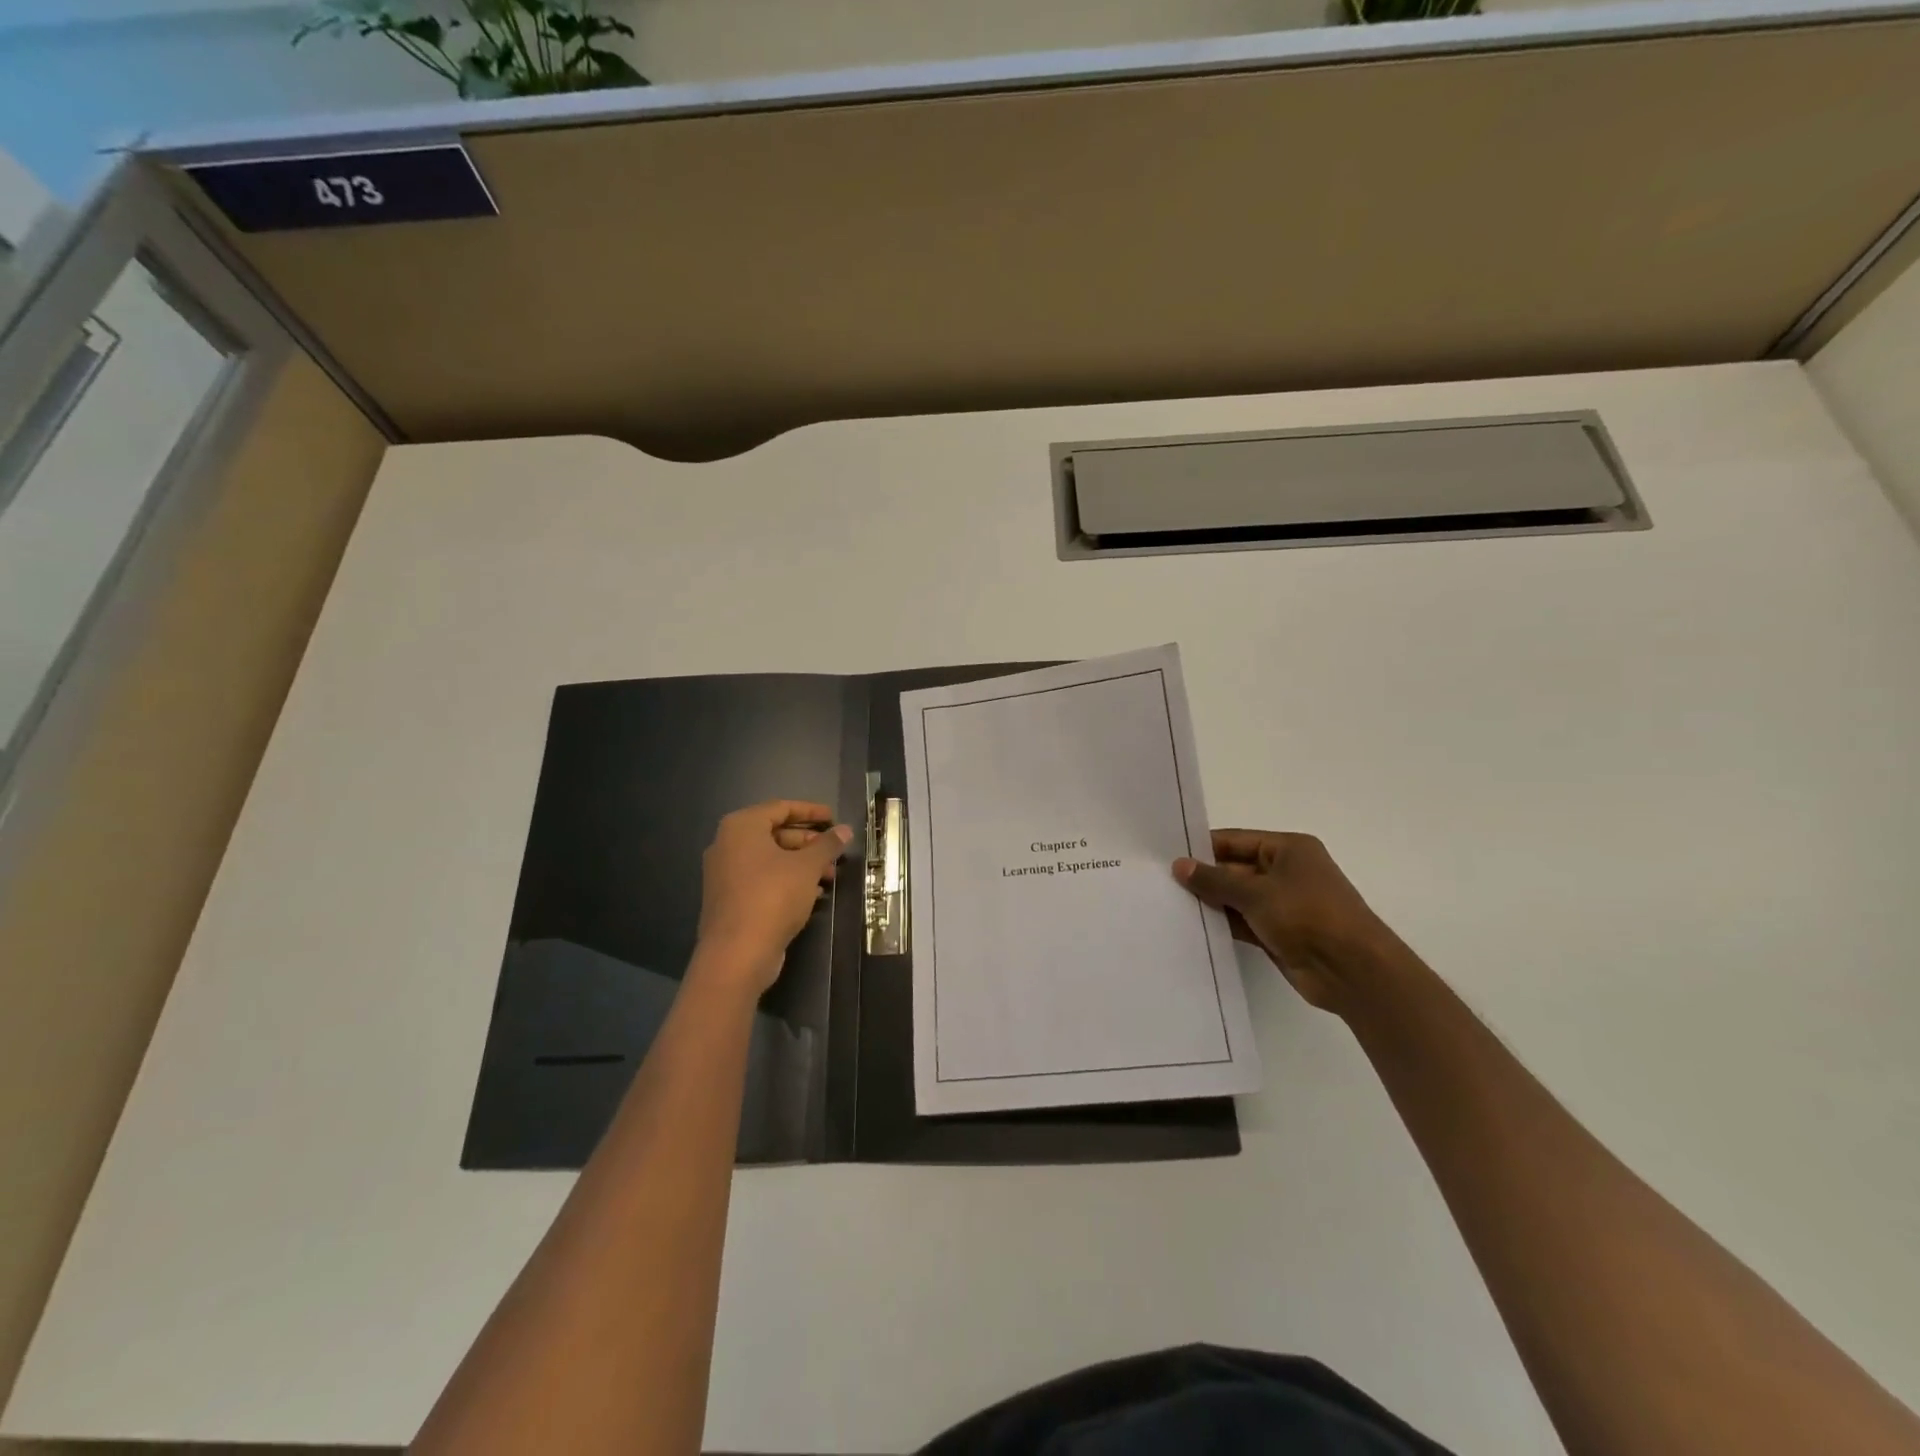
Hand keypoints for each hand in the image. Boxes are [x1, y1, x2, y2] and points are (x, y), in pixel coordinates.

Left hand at [695, 800, 852, 993]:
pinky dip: (786, 880)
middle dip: (808, 842)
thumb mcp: (807, 867)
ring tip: (830, 876)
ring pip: (770, 859)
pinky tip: (812, 893)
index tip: (834, 818)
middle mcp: (727, 845)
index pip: (781, 808)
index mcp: (741, 827)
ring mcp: (725, 873)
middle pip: (775, 833)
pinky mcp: (729, 899)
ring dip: (801, 864)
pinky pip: (762, 879)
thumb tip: (845, 829)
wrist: (737, 954)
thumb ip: (827, 844)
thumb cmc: (773, 897)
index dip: (811, 811)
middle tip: (834, 851)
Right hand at [1173, 830, 1398, 1014]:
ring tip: (1168, 903)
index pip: (1236, 841)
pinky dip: (1223, 924)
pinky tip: (1193, 927)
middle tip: (1161, 882)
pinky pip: (1244, 922)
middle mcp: (1287, 872)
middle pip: (1235, 869)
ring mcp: (1284, 904)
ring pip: (1237, 897)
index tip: (1167, 855)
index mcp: (1289, 849)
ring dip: (1211, 902)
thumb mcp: (1256, 893)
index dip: (1203, 847)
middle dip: (1203, 877)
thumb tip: (1179, 865)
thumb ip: (1214, 880)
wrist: (1353, 971)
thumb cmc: (1308, 916)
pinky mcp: (1280, 933)